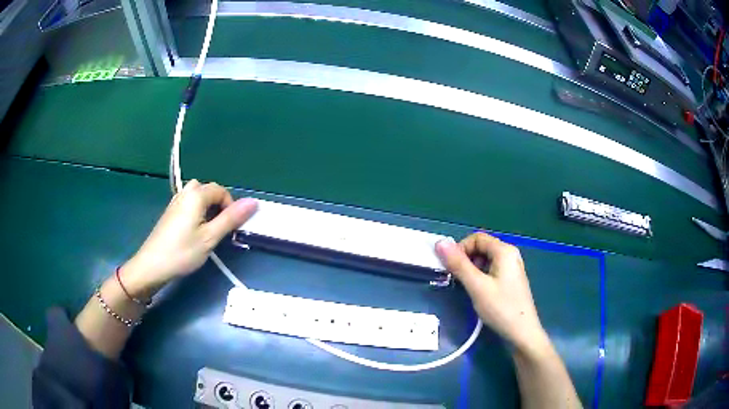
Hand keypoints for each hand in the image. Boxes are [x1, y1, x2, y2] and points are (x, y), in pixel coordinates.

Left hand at [121, 180, 257, 299]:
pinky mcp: (170, 212)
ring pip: (198, 197)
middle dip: (219, 207)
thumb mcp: (210, 238)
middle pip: (209, 190)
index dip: (230, 207)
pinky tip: (194, 232)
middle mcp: (185, 192)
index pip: (221, 191)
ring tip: (208, 230)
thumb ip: (231, 219)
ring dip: (208, 209)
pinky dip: (197, 212)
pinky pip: (189, 203)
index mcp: (196, 195)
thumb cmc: (182, 252)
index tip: (229, 229)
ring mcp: (176, 201)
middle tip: (219, 230)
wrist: (152, 265)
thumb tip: (253, 202)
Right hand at [435, 232, 547, 352]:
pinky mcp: (511, 279)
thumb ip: (459, 264)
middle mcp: (510, 254)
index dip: (460, 249)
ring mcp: (512, 267)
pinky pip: (492, 269)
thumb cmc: (501, 308)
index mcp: (504, 251)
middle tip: (457, 279)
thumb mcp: (477, 286)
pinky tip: (479, 292)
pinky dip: (481, 276)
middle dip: (466, 259)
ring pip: (486, 259)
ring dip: (472, 269)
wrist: (522, 332)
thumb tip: (440, 243)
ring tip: (468, 287)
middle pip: (482, 247)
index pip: (476, 238)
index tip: (450, 268)